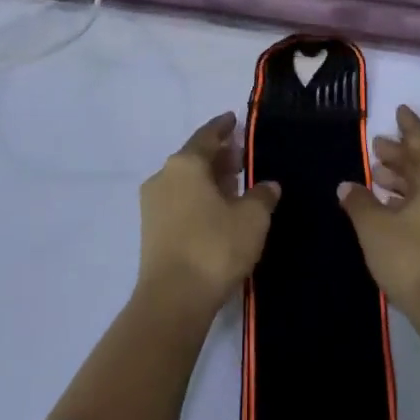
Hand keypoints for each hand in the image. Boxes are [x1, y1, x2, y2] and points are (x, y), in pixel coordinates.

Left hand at [136, 114, 279, 319]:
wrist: (173, 300)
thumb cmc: (214, 247)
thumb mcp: (252, 218)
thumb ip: (262, 195)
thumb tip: (268, 185)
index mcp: (185, 163)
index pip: (208, 135)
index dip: (223, 127)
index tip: (235, 119)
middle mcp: (164, 176)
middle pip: (195, 157)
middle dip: (218, 155)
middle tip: (242, 156)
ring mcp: (153, 204)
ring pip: (186, 181)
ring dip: (209, 179)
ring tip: (234, 185)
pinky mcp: (151, 230)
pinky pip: (180, 201)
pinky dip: (198, 198)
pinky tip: (218, 210)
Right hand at [338, 106, 419, 329]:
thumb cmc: (411, 258)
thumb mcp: (374, 227)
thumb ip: (359, 201)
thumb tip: (347, 185)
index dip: (408, 125)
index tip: (400, 109)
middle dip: (400, 154)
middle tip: (377, 146)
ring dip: (403, 179)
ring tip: (377, 175)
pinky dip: (411, 198)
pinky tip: (390, 206)